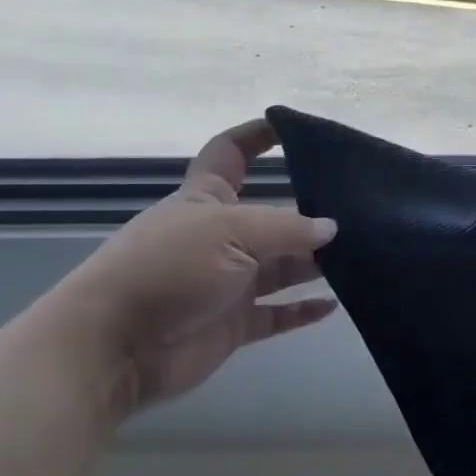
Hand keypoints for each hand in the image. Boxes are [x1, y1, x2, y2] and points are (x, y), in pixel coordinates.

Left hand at [52, 119, 337, 414]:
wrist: (115, 347)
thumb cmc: (169, 269)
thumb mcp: (231, 233)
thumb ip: (287, 229)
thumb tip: (331, 228)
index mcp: (206, 198)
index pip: (231, 153)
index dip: (256, 136)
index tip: (292, 127)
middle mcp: (219, 236)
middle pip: (271, 215)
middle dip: (308, 211)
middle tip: (357, 208)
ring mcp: (227, 282)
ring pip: (281, 267)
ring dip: (314, 262)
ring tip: (360, 254)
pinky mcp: (232, 324)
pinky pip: (276, 314)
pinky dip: (302, 310)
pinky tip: (334, 304)